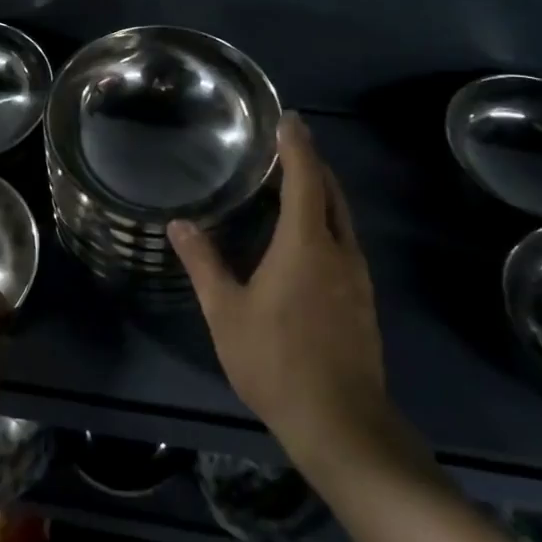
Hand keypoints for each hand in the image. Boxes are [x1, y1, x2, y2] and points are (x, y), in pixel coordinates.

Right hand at [170, 114, 395, 478]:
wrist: (340, 422)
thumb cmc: (275, 361)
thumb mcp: (226, 312)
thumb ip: (203, 263)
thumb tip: (179, 224)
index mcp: (307, 244)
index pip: (305, 178)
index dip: (297, 145)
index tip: (288, 118)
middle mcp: (339, 250)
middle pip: (331, 192)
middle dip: (311, 163)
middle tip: (286, 146)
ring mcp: (357, 276)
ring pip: (342, 218)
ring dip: (321, 193)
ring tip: (293, 185)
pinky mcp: (362, 299)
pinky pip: (344, 242)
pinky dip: (327, 222)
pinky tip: (306, 239)